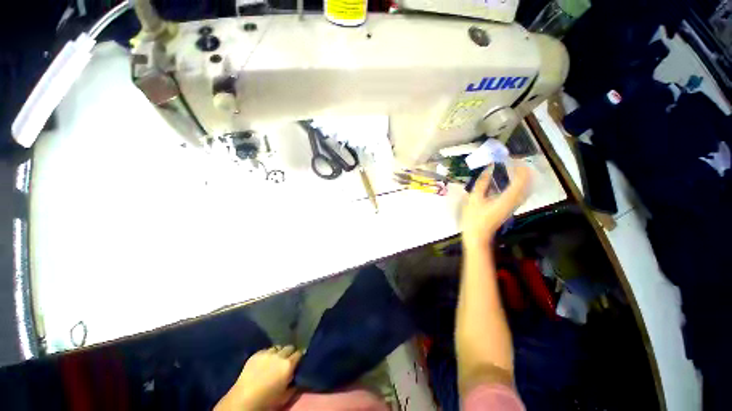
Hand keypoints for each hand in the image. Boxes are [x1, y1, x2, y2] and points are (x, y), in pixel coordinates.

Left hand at [215, 345, 302, 410]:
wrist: (243, 400)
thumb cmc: (267, 400)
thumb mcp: (286, 396)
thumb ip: (295, 384)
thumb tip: (299, 377)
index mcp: (288, 364)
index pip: (300, 353)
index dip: (300, 357)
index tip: (299, 361)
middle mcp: (279, 355)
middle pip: (290, 347)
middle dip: (290, 352)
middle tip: (287, 361)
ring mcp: (267, 353)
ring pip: (278, 347)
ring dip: (279, 352)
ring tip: (276, 360)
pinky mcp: (256, 354)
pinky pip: (266, 350)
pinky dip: (268, 354)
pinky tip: (265, 362)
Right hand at [461, 164, 530, 251]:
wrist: (478, 235)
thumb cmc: (474, 218)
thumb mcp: (474, 198)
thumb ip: (483, 182)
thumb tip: (490, 167)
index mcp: (507, 198)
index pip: (521, 178)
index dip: (519, 166)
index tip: (510, 158)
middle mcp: (515, 200)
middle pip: (527, 182)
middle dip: (522, 170)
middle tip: (512, 161)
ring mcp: (514, 205)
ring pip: (525, 187)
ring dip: (521, 176)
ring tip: (511, 168)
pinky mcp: (510, 208)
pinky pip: (520, 192)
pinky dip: (519, 184)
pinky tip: (509, 181)